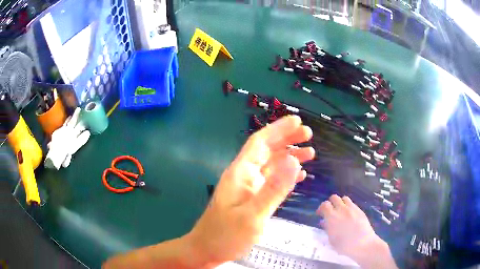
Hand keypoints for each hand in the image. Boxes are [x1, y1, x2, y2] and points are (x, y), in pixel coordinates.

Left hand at [186, 115, 313, 266]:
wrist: (208, 249)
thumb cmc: (226, 235)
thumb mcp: (252, 215)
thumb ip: (274, 189)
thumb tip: (294, 161)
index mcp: (241, 173)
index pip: (260, 142)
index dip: (278, 129)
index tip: (297, 121)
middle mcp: (244, 175)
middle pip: (267, 150)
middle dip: (287, 139)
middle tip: (308, 134)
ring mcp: (248, 187)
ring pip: (271, 165)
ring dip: (290, 156)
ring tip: (310, 153)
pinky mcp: (252, 198)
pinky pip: (271, 181)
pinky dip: (286, 175)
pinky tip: (299, 175)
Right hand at [317, 195, 396, 268]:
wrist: (363, 244)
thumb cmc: (344, 245)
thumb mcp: (331, 239)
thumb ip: (327, 228)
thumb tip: (324, 222)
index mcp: (332, 217)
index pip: (324, 205)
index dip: (321, 208)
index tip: (320, 214)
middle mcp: (341, 209)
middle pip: (334, 198)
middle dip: (331, 203)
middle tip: (330, 211)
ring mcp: (352, 208)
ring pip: (344, 198)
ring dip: (340, 203)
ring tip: (340, 211)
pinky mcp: (360, 210)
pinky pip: (352, 204)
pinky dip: (348, 206)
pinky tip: (349, 215)